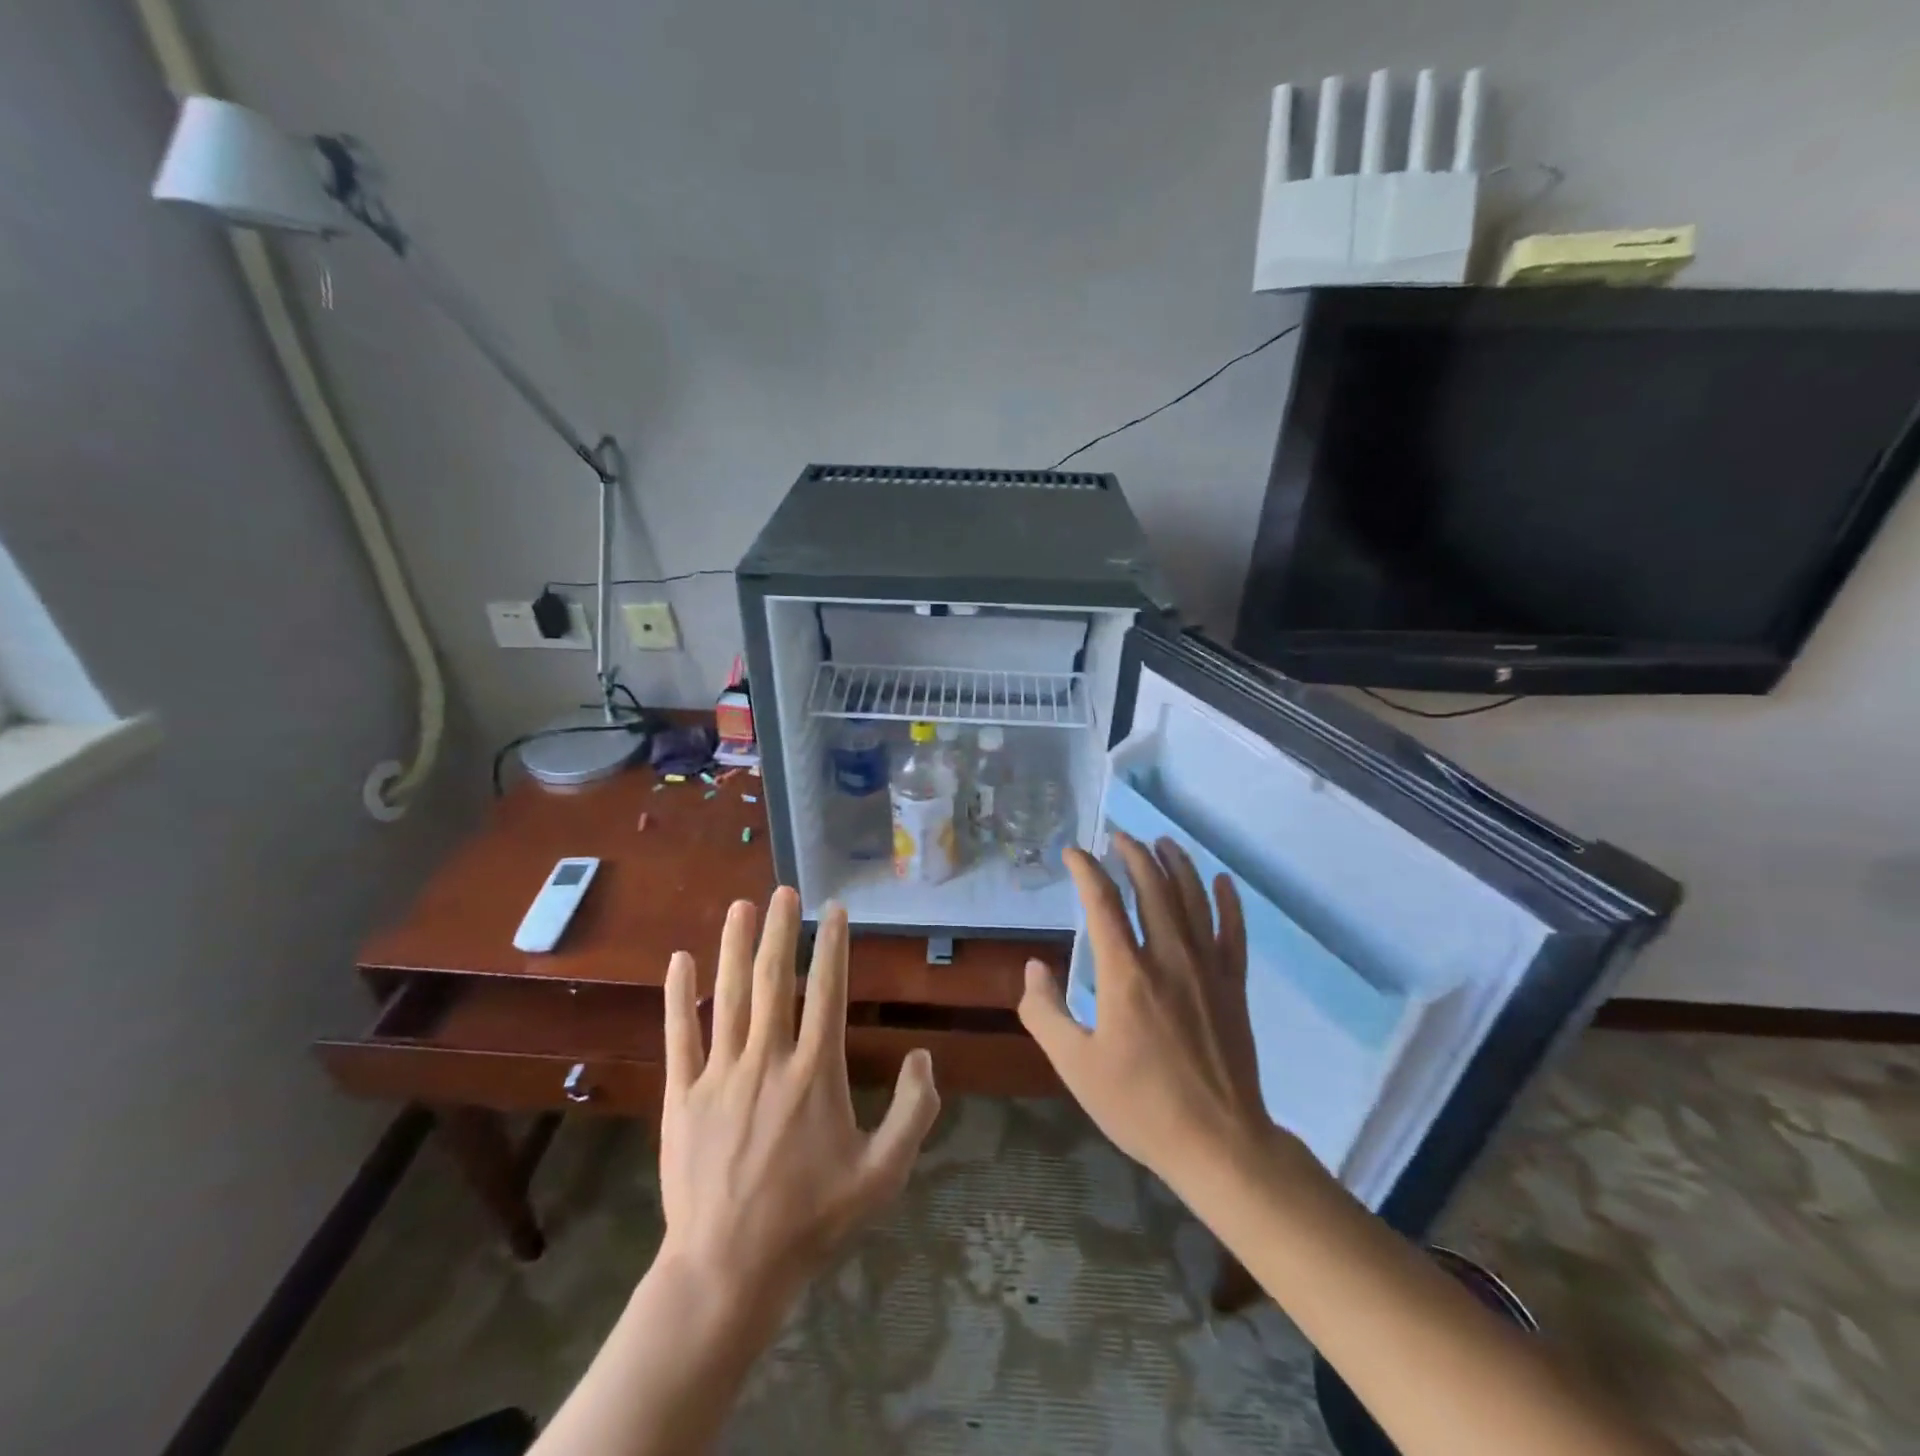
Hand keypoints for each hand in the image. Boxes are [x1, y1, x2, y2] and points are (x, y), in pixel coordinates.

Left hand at [658, 888, 941, 1318]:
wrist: (729, 1270)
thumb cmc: (811, 1220)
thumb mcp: (883, 1175)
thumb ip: (914, 1113)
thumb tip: (923, 1056)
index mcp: (815, 1073)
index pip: (827, 992)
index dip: (832, 946)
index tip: (834, 910)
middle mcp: (768, 1059)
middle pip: (773, 980)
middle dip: (779, 930)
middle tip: (784, 890)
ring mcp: (720, 1074)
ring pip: (728, 996)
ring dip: (733, 946)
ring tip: (740, 906)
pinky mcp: (683, 1095)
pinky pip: (680, 1035)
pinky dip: (678, 995)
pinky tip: (680, 960)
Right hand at [1019, 833, 1273, 1188]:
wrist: (1218, 1144)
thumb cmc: (1140, 1106)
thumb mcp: (1075, 1066)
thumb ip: (1045, 1013)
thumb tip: (1036, 966)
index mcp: (1126, 974)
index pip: (1103, 903)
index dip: (1086, 871)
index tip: (1073, 853)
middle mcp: (1169, 958)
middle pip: (1153, 888)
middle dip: (1134, 855)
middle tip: (1119, 837)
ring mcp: (1208, 969)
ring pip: (1193, 900)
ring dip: (1177, 865)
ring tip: (1163, 843)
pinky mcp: (1234, 986)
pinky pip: (1233, 931)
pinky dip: (1228, 902)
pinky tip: (1221, 880)